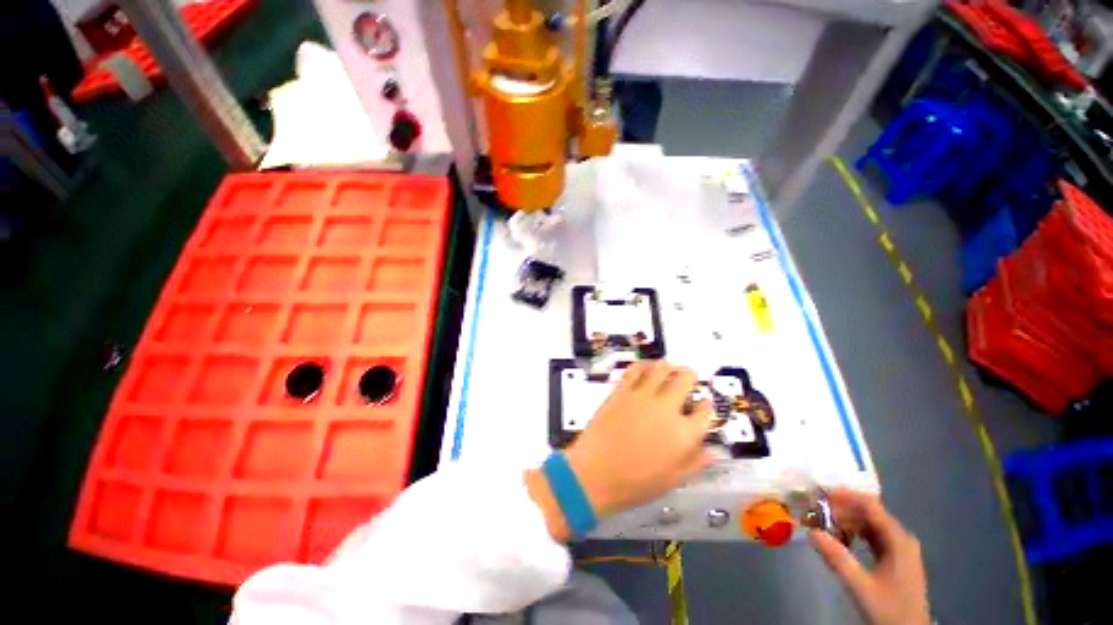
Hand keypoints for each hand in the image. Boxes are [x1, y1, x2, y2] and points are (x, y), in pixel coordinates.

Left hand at [526, 361, 711, 539]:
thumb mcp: (672, 480)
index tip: (700, 405)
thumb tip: (711, 451)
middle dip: (690, 377)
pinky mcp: (622, 389)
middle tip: (685, 382)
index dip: (704, 405)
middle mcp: (667, 407)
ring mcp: (643, 395)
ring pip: (662, 367)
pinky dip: (644, 366)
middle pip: (686, 378)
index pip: (704, 410)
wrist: (595, 472)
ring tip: (667, 373)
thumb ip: (695, 462)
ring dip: (668, 367)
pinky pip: (636, 368)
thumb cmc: (636, 483)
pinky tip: (645, 371)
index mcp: (685, 433)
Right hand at [810, 490, 929, 624]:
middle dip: (842, 509)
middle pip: (870, 513)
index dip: (845, 496)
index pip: (871, 506)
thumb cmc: (889, 609)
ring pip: (870, 524)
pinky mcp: (895, 558)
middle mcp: (902, 539)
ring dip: (847, 521)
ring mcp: (900, 549)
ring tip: (824, 524)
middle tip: (816, 511)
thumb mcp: (861, 586)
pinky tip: (841, 539)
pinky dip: (855, 533)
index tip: (819, 494)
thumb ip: (837, 558)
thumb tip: (811, 531)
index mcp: (899, 540)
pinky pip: (873, 536)